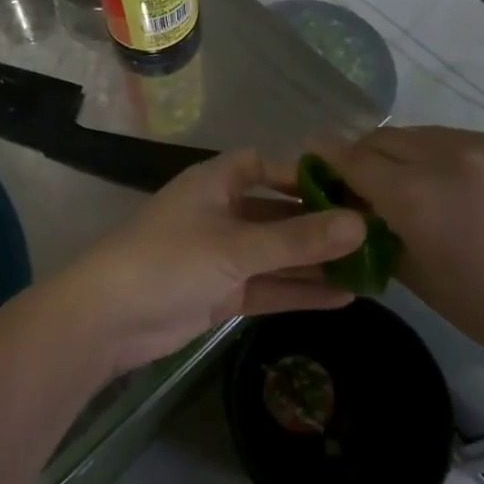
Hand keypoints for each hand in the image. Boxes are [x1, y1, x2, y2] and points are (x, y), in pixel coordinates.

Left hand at [50, 150, 365, 376]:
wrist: (108, 318)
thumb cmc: (170, 261)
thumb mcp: (237, 247)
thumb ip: (298, 239)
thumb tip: (361, 224)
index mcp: (216, 183)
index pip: (265, 165)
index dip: (303, 174)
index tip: (350, 188)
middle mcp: (221, 212)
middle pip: (278, 212)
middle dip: (319, 224)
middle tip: (374, 236)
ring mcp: (221, 254)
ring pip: (277, 253)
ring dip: (315, 262)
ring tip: (371, 269)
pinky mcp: (221, 292)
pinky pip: (268, 285)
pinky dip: (299, 291)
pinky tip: (344, 297)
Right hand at [311, 127, 483, 385]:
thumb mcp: (418, 278)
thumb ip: (375, 231)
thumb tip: (349, 207)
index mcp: (416, 195)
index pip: (350, 157)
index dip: (324, 160)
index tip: (310, 169)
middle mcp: (441, 156)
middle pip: (376, 139)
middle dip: (357, 159)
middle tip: (354, 189)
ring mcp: (475, 146)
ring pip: (409, 134)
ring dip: (391, 153)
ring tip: (396, 187)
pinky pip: (443, 139)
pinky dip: (425, 154)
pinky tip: (436, 185)